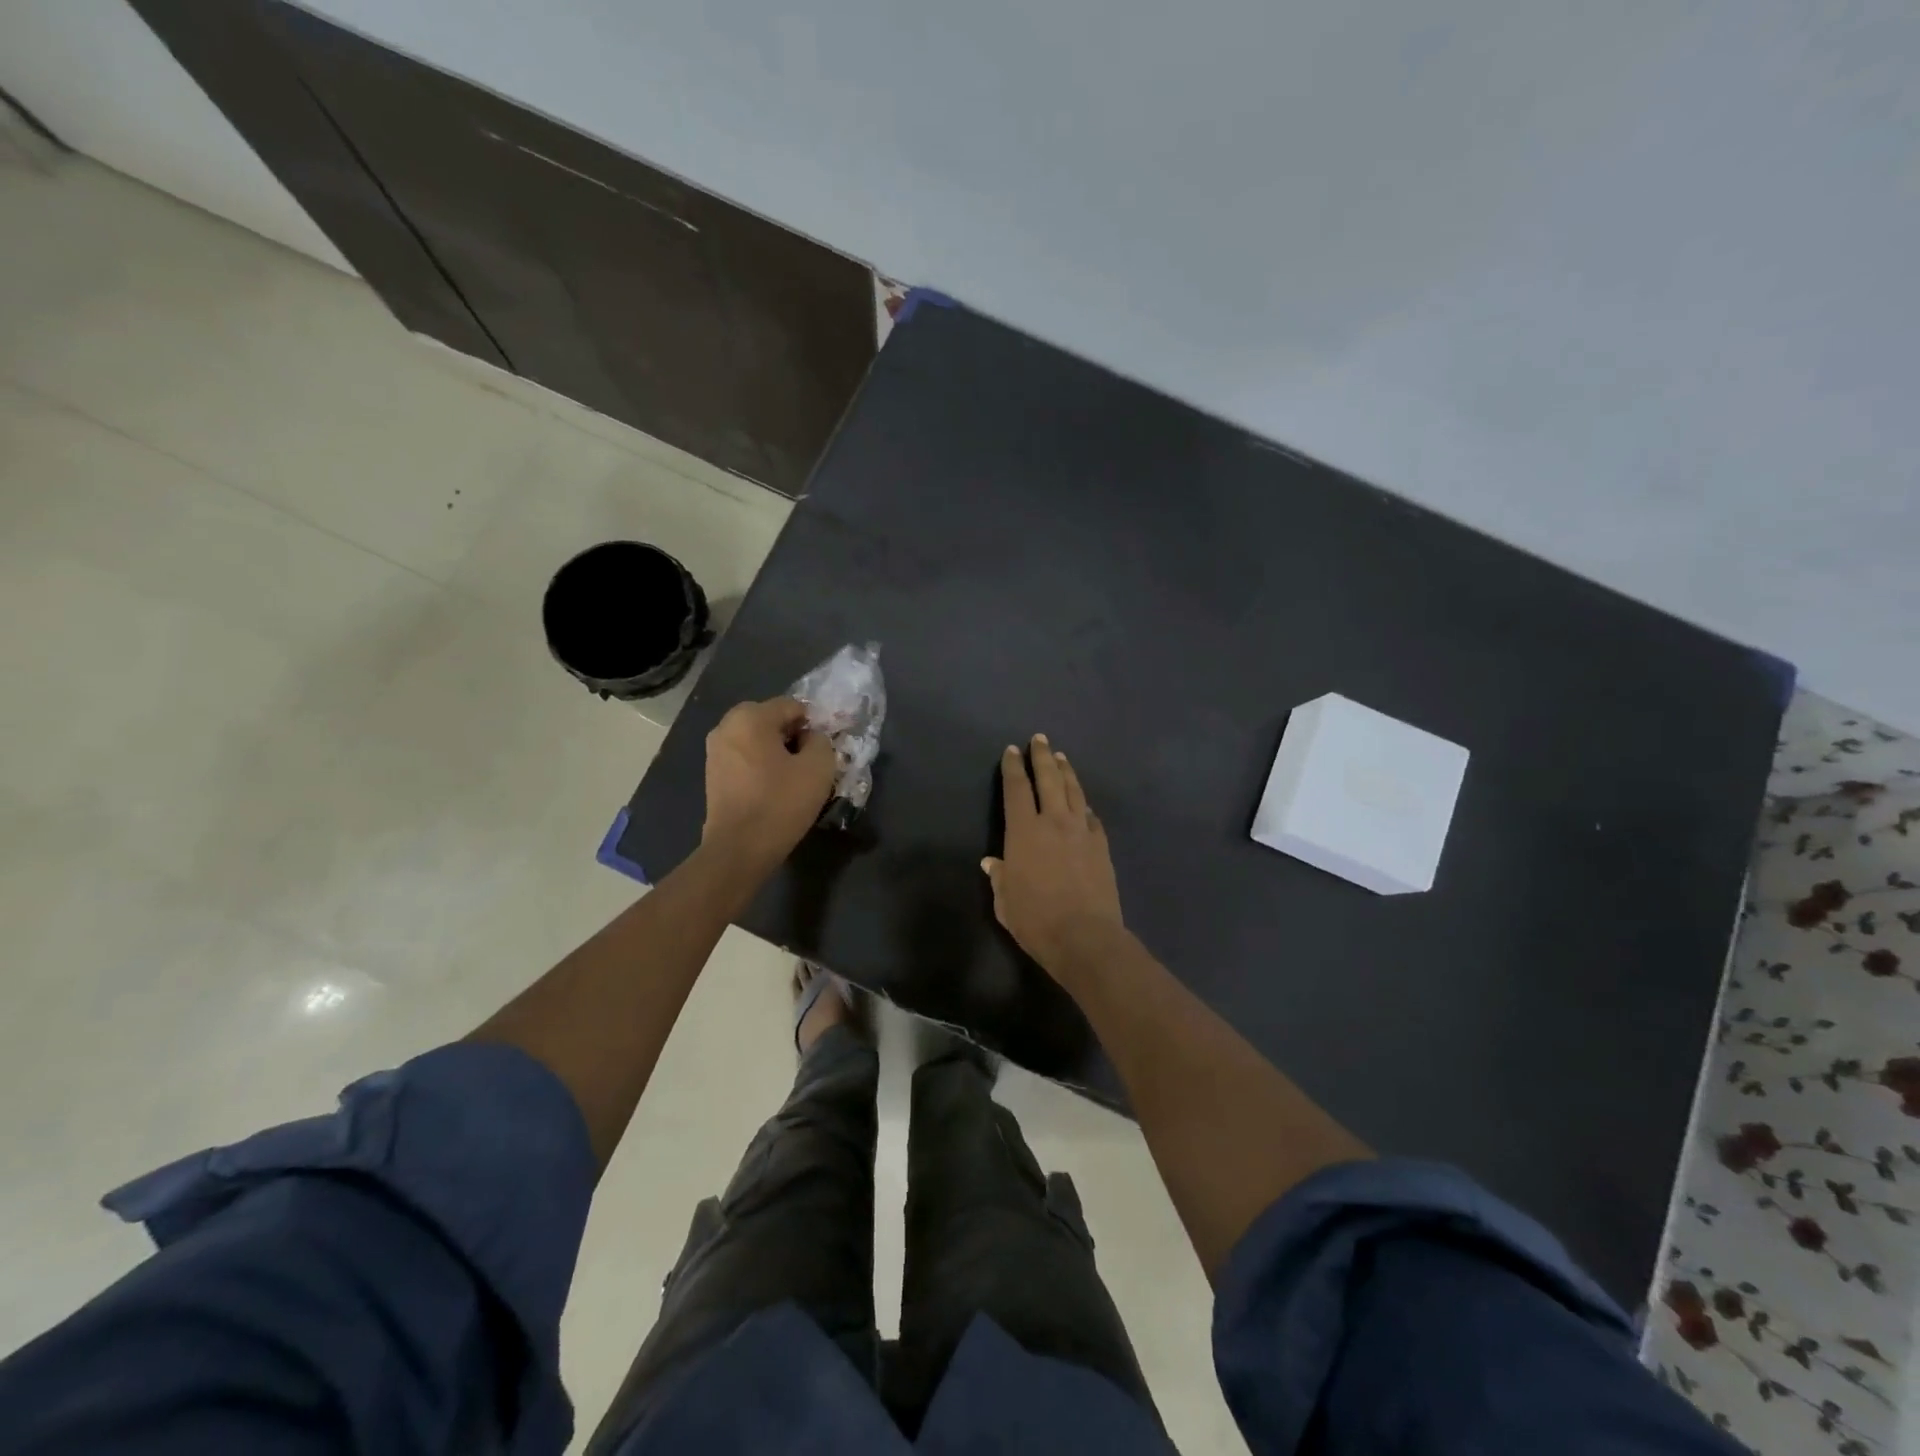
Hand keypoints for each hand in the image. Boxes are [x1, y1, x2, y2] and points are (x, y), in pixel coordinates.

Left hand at [702, 698, 835, 869]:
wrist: (739, 849)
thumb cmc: (780, 803)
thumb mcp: (818, 767)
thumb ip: (821, 741)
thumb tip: (810, 738)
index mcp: (750, 717)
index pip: (792, 706)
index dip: (813, 724)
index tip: (823, 749)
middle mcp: (726, 726)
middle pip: (771, 720)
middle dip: (793, 736)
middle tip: (810, 763)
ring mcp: (715, 751)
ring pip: (757, 740)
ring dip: (777, 752)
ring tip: (794, 778)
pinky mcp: (713, 774)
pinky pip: (745, 758)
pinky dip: (761, 766)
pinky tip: (774, 789)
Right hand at [983, 734, 1126, 979]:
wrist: (1085, 937)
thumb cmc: (1035, 920)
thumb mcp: (1005, 902)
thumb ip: (999, 877)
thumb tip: (992, 862)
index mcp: (1023, 831)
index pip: (1016, 789)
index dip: (1013, 767)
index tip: (1011, 751)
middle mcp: (1053, 822)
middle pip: (1049, 779)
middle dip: (1042, 756)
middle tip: (1040, 739)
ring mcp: (1081, 831)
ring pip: (1074, 791)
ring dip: (1066, 772)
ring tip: (1061, 758)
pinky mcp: (1101, 846)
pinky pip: (1092, 817)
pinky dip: (1084, 805)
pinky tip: (1083, 804)